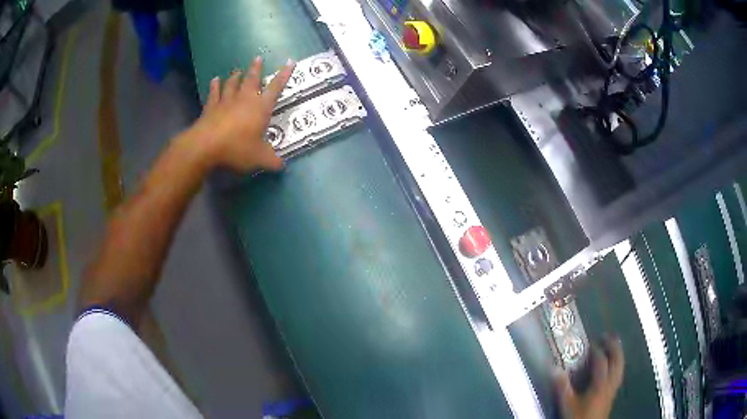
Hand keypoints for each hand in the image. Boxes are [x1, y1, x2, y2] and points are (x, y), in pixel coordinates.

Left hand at [187, 56, 295, 171]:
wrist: (206, 146)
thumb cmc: (237, 148)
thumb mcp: (259, 158)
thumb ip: (272, 161)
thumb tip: (282, 166)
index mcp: (260, 107)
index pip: (276, 88)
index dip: (284, 75)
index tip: (290, 62)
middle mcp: (245, 99)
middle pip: (252, 79)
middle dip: (256, 69)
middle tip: (258, 58)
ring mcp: (226, 101)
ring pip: (232, 83)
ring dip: (236, 76)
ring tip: (237, 70)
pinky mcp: (211, 107)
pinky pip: (214, 93)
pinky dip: (215, 86)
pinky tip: (215, 80)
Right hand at [554, 336, 624, 418]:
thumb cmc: (578, 417)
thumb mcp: (567, 404)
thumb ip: (562, 387)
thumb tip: (554, 369)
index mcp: (600, 384)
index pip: (601, 361)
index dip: (597, 350)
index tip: (591, 341)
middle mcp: (610, 383)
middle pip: (617, 360)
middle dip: (613, 346)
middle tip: (608, 335)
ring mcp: (613, 388)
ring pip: (621, 366)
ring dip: (619, 353)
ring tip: (616, 344)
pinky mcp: (613, 394)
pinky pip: (619, 374)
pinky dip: (619, 364)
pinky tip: (615, 365)